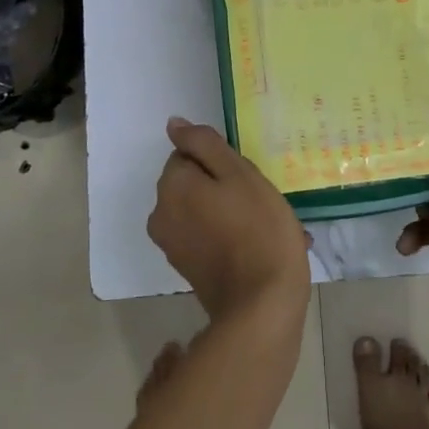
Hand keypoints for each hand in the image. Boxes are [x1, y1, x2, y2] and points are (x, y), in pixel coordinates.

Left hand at [147, 117, 310, 325]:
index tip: (247, 179)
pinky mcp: (187, 268)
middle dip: (224, 187)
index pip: (190, 154)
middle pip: (194, 183)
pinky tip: (259, 245)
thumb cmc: (258, 228)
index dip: (222, 163)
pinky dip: (229, 235)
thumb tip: (173, 124)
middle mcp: (161, 213)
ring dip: (231, 211)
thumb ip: (204, 144)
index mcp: (171, 186)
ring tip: (267, 225)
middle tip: (261, 202)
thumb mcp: (239, 173)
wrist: (263, 304)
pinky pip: (207, 236)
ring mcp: (172, 245)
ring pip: (203, 210)